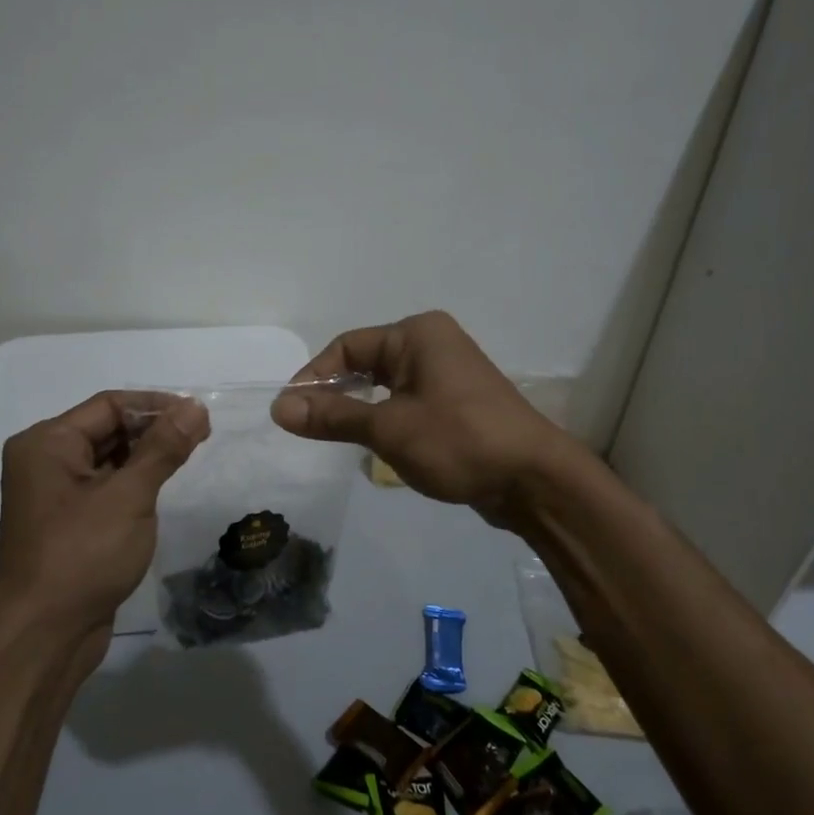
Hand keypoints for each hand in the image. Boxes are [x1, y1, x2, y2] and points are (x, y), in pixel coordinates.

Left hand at [0, 391, 209, 665]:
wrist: (44, 635)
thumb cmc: (83, 555)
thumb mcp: (129, 496)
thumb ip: (164, 448)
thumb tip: (195, 407)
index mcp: (48, 443)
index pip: (109, 405)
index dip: (156, 405)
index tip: (199, 416)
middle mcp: (45, 461)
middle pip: (106, 428)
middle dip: (153, 430)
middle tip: (201, 437)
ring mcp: (54, 494)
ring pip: (108, 459)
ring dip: (146, 457)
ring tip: (189, 459)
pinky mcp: (67, 523)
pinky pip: (105, 487)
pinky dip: (133, 483)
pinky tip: (162, 489)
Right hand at [270, 310, 575, 523]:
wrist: (534, 479)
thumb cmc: (459, 441)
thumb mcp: (388, 428)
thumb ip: (333, 416)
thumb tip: (279, 408)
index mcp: (417, 334)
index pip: (347, 346)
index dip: (314, 377)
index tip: (291, 413)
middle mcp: (432, 344)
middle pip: (365, 363)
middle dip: (335, 394)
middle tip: (307, 428)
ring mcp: (447, 374)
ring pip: (385, 386)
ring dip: (358, 410)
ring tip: (334, 439)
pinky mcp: (456, 404)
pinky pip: (406, 403)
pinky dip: (384, 420)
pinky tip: (372, 446)